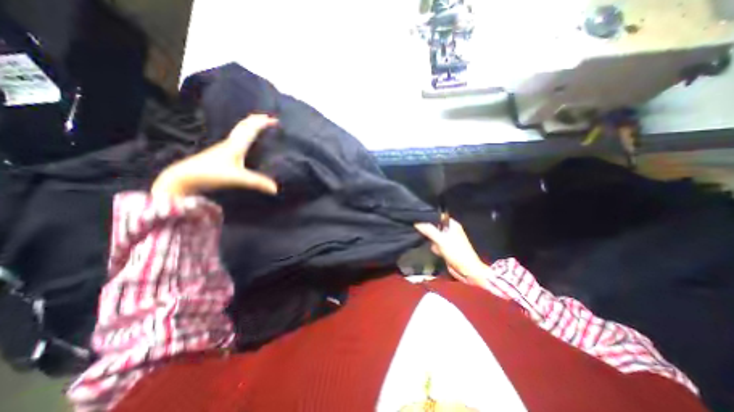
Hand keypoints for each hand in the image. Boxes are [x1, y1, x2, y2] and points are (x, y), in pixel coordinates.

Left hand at [154, 114, 279, 197]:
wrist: (182, 178)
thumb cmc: (210, 174)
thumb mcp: (237, 179)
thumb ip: (257, 183)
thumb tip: (276, 189)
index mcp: (236, 145)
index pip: (251, 129)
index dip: (262, 123)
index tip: (275, 120)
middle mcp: (230, 143)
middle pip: (243, 126)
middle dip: (256, 120)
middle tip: (268, 118)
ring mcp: (223, 147)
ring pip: (238, 131)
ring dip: (249, 125)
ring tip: (257, 125)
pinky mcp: (220, 154)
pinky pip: (235, 138)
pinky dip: (243, 134)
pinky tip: (243, 141)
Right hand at [415, 221, 489, 284]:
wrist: (467, 271)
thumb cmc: (458, 254)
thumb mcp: (441, 240)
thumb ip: (429, 230)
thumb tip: (417, 223)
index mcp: (452, 225)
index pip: (438, 216)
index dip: (428, 217)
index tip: (418, 219)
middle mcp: (450, 230)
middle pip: (434, 226)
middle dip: (428, 230)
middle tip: (423, 233)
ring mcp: (448, 240)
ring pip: (434, 236)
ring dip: (431, 240)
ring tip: (432, 244)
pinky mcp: (445, 248)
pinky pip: (435, 244)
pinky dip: (434, 247)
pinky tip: (436, 251)